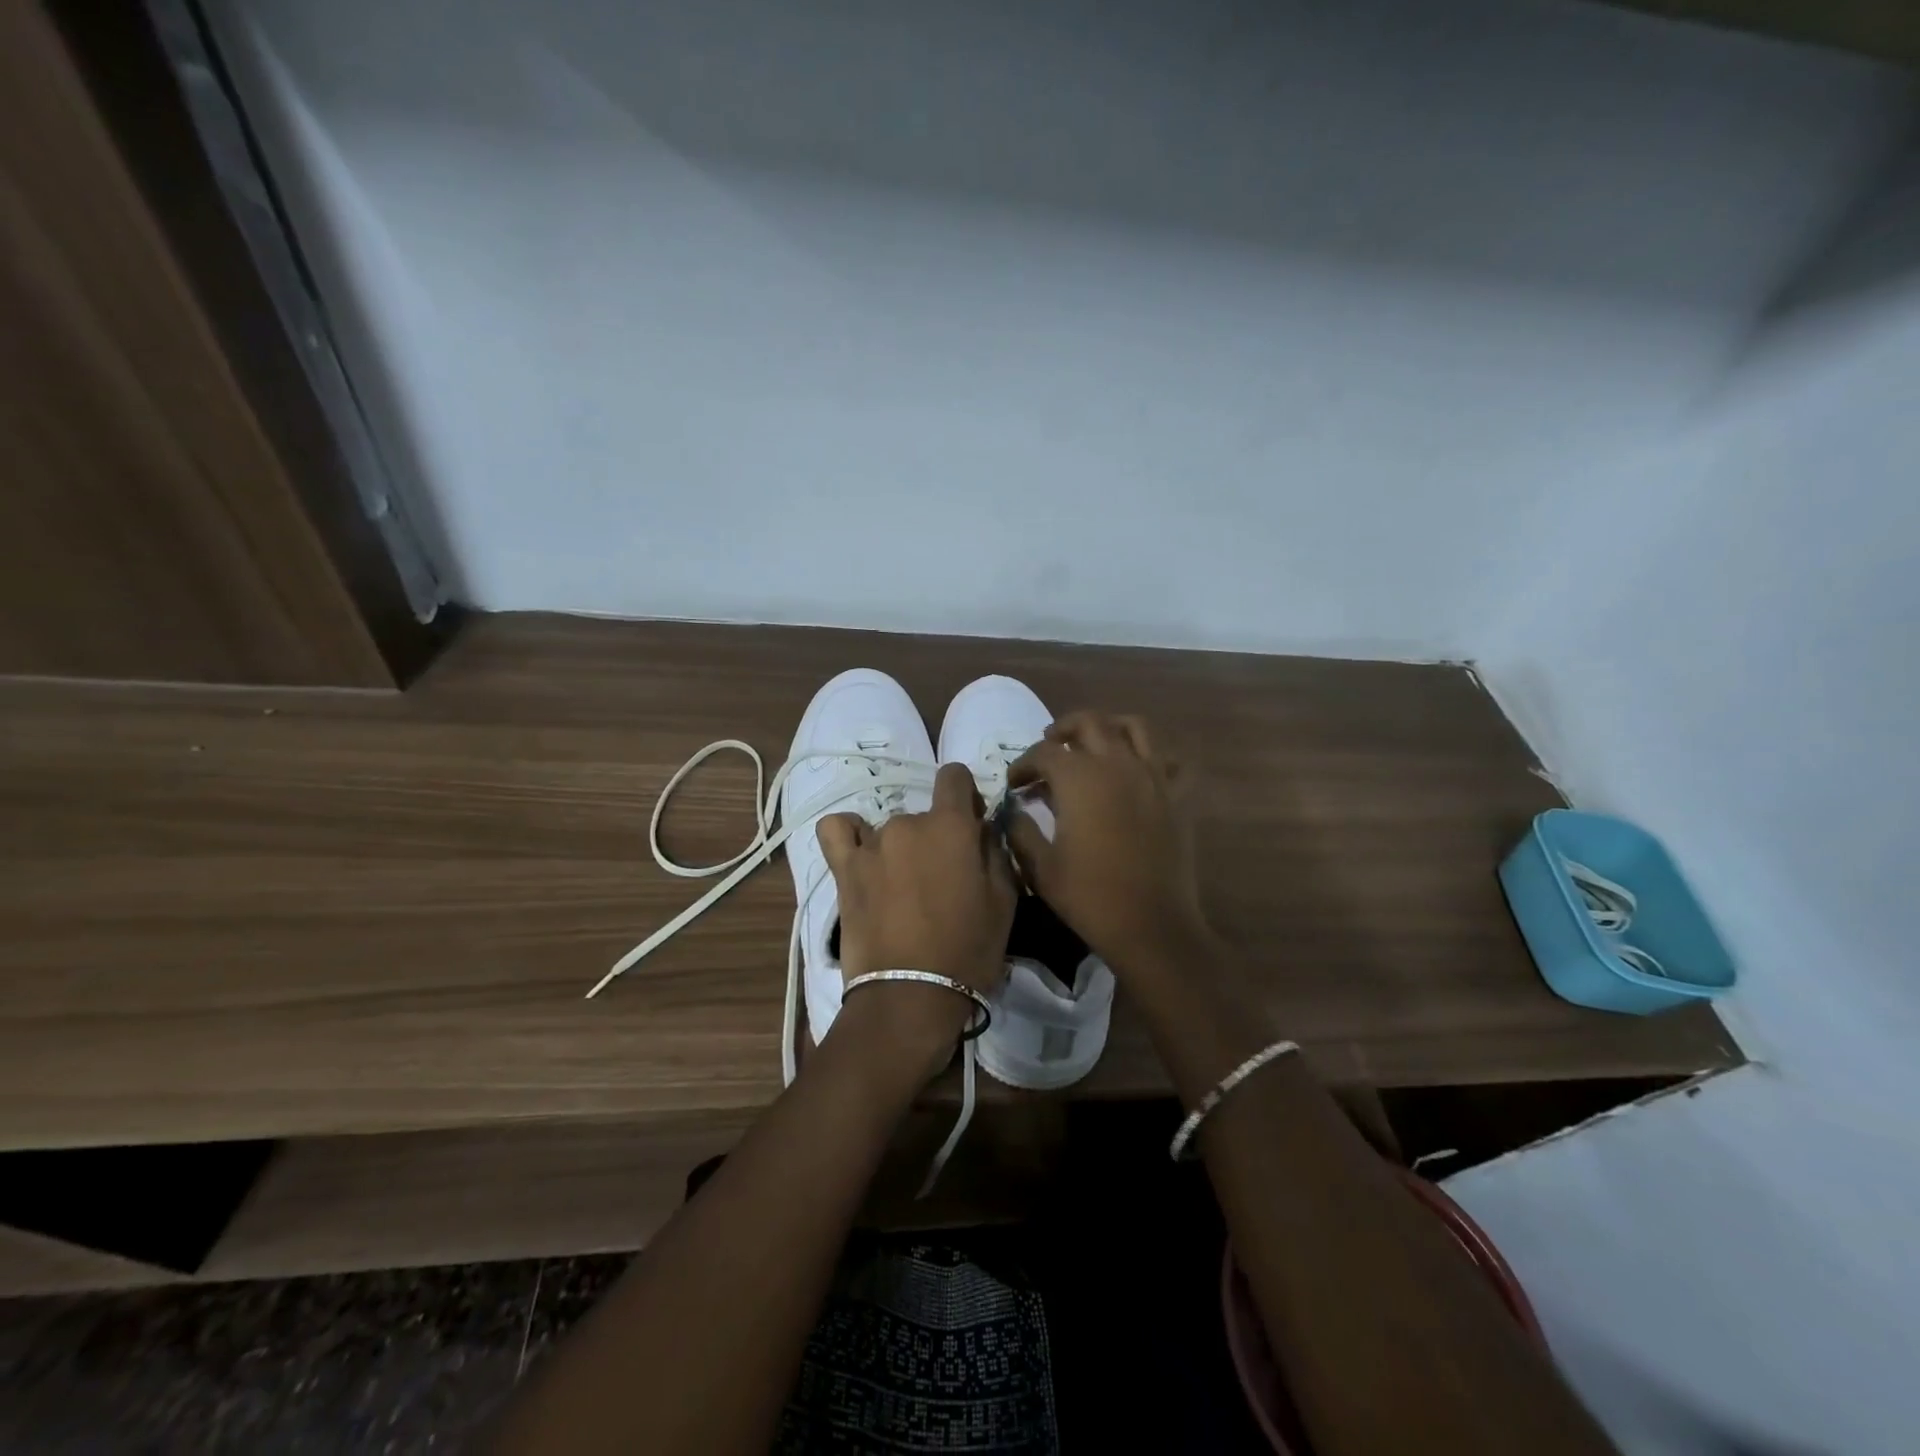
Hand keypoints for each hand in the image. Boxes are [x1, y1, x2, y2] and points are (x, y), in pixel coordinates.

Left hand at [817, 763, 1016, 1077]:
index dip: (966, 796)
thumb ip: (994, 851)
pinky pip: (838, 831)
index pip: (955, 776)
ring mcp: (872, 844)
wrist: (910, 996)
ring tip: (903, 890)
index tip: (971, 826)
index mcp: (951, 826)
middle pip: (925, 815)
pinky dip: (850, 835)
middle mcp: (909, 822)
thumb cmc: (968, 951)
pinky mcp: (844, 869)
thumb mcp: (1004, 901)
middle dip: (936, 837)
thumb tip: (983, 828)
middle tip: (942, 879)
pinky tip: (861, 854)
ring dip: (900, 849)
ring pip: (891, 830)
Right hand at [1006, 711, 1210, 972]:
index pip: (1043, 753)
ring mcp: (1153, 776)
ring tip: (1094, 743)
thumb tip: (1013, 810)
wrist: (1151, 926)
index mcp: (1079, 779)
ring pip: (1134, 727)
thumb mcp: (1040, 867)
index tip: (1014, 783)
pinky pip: (1171, 760)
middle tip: (1049, 747)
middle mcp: (1117, 764)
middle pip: (1088, 723)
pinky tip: (1140, 769)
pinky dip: (1154, 756)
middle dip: (1062, 730)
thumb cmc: (1089, 897)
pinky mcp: (1177, 796)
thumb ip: (1021, 830)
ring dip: (1109, 726)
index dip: (1023, 764)